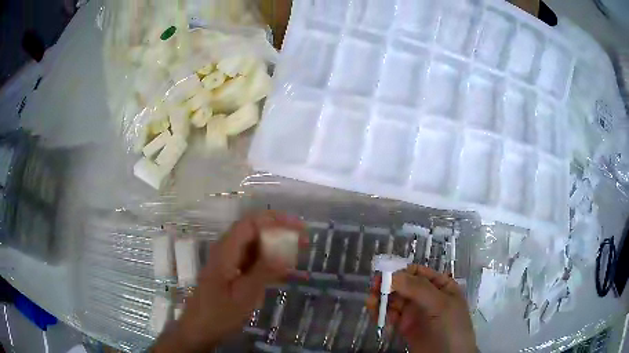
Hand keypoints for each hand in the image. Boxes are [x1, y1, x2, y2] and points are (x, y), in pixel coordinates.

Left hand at [152, 211, 307, 352]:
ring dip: (276, 246)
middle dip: (279, 232)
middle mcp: (227, 251)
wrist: (200, 328)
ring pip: (255, 246)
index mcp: (227, 250)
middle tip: (303, 241)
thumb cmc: (219, 313)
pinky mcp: (232, 273)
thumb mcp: (244, 294)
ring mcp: (229, 262)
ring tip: (298, 253)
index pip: (251, 223)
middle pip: (254, 231)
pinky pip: (253, 261)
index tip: (298, 227)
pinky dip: (269, 262)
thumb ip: (264, 271)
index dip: (275, 220)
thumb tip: (286, 250)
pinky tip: (283, 271)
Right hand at [366, 265, 475, 352]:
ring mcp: (415, 313)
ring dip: (382, 299)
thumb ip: (418, 289)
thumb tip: (391, 275)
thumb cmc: (451, 327)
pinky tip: (375, 313)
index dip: (401, 272)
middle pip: (403, 285)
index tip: (385, 276)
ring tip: (371, 303)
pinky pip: (391, 316)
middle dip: (388, 285)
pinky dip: (381, 313)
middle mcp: (426, 297)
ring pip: (395, 300)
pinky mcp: (405, 327)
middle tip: (374, 289)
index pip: (418, 272)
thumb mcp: (440, 305)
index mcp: (440, 286)